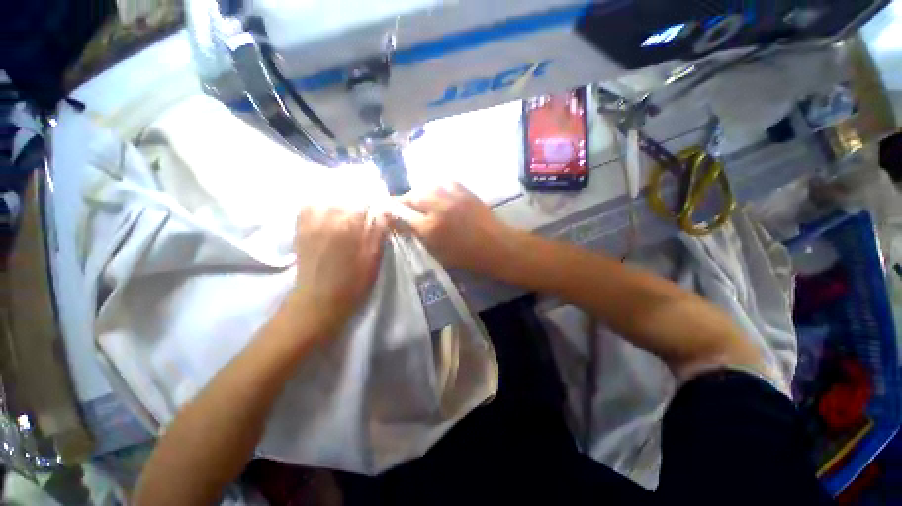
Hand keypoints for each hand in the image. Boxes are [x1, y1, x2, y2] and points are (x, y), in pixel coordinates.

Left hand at [287, 203, 387, 339]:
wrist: (318, 302)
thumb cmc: (352, 284)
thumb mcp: (373, 260)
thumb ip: (378, 233)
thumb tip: (383, 212)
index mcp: (348, 226)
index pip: (362, 199)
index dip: (372, 199)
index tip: (379, 204)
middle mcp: (326, 218)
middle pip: (342, 194)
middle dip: (356, 194)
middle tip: (364, 204)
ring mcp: (310, 223)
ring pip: (324, 196)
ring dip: (337, 196)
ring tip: (347, 203)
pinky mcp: (300, 229)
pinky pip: (307, 206)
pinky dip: (318, 202)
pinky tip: (327, 209)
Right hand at [393, 183, 518, 273]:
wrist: (497, 246)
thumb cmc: (467, 257)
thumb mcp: (438, 253)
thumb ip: (419, 236)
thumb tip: (402, 225)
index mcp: (430, 228)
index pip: (401, 214)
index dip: (390, 211)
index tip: (384, 210)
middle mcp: (438, 207)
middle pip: (411, 196)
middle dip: (402, 201)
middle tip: (401, 207)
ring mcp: (452, 196)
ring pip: (425, 186)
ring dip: (418, 193)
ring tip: (419, 201)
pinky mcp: (464, 190)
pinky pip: (443, 182)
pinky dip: (435, 187)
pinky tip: (436, 193)